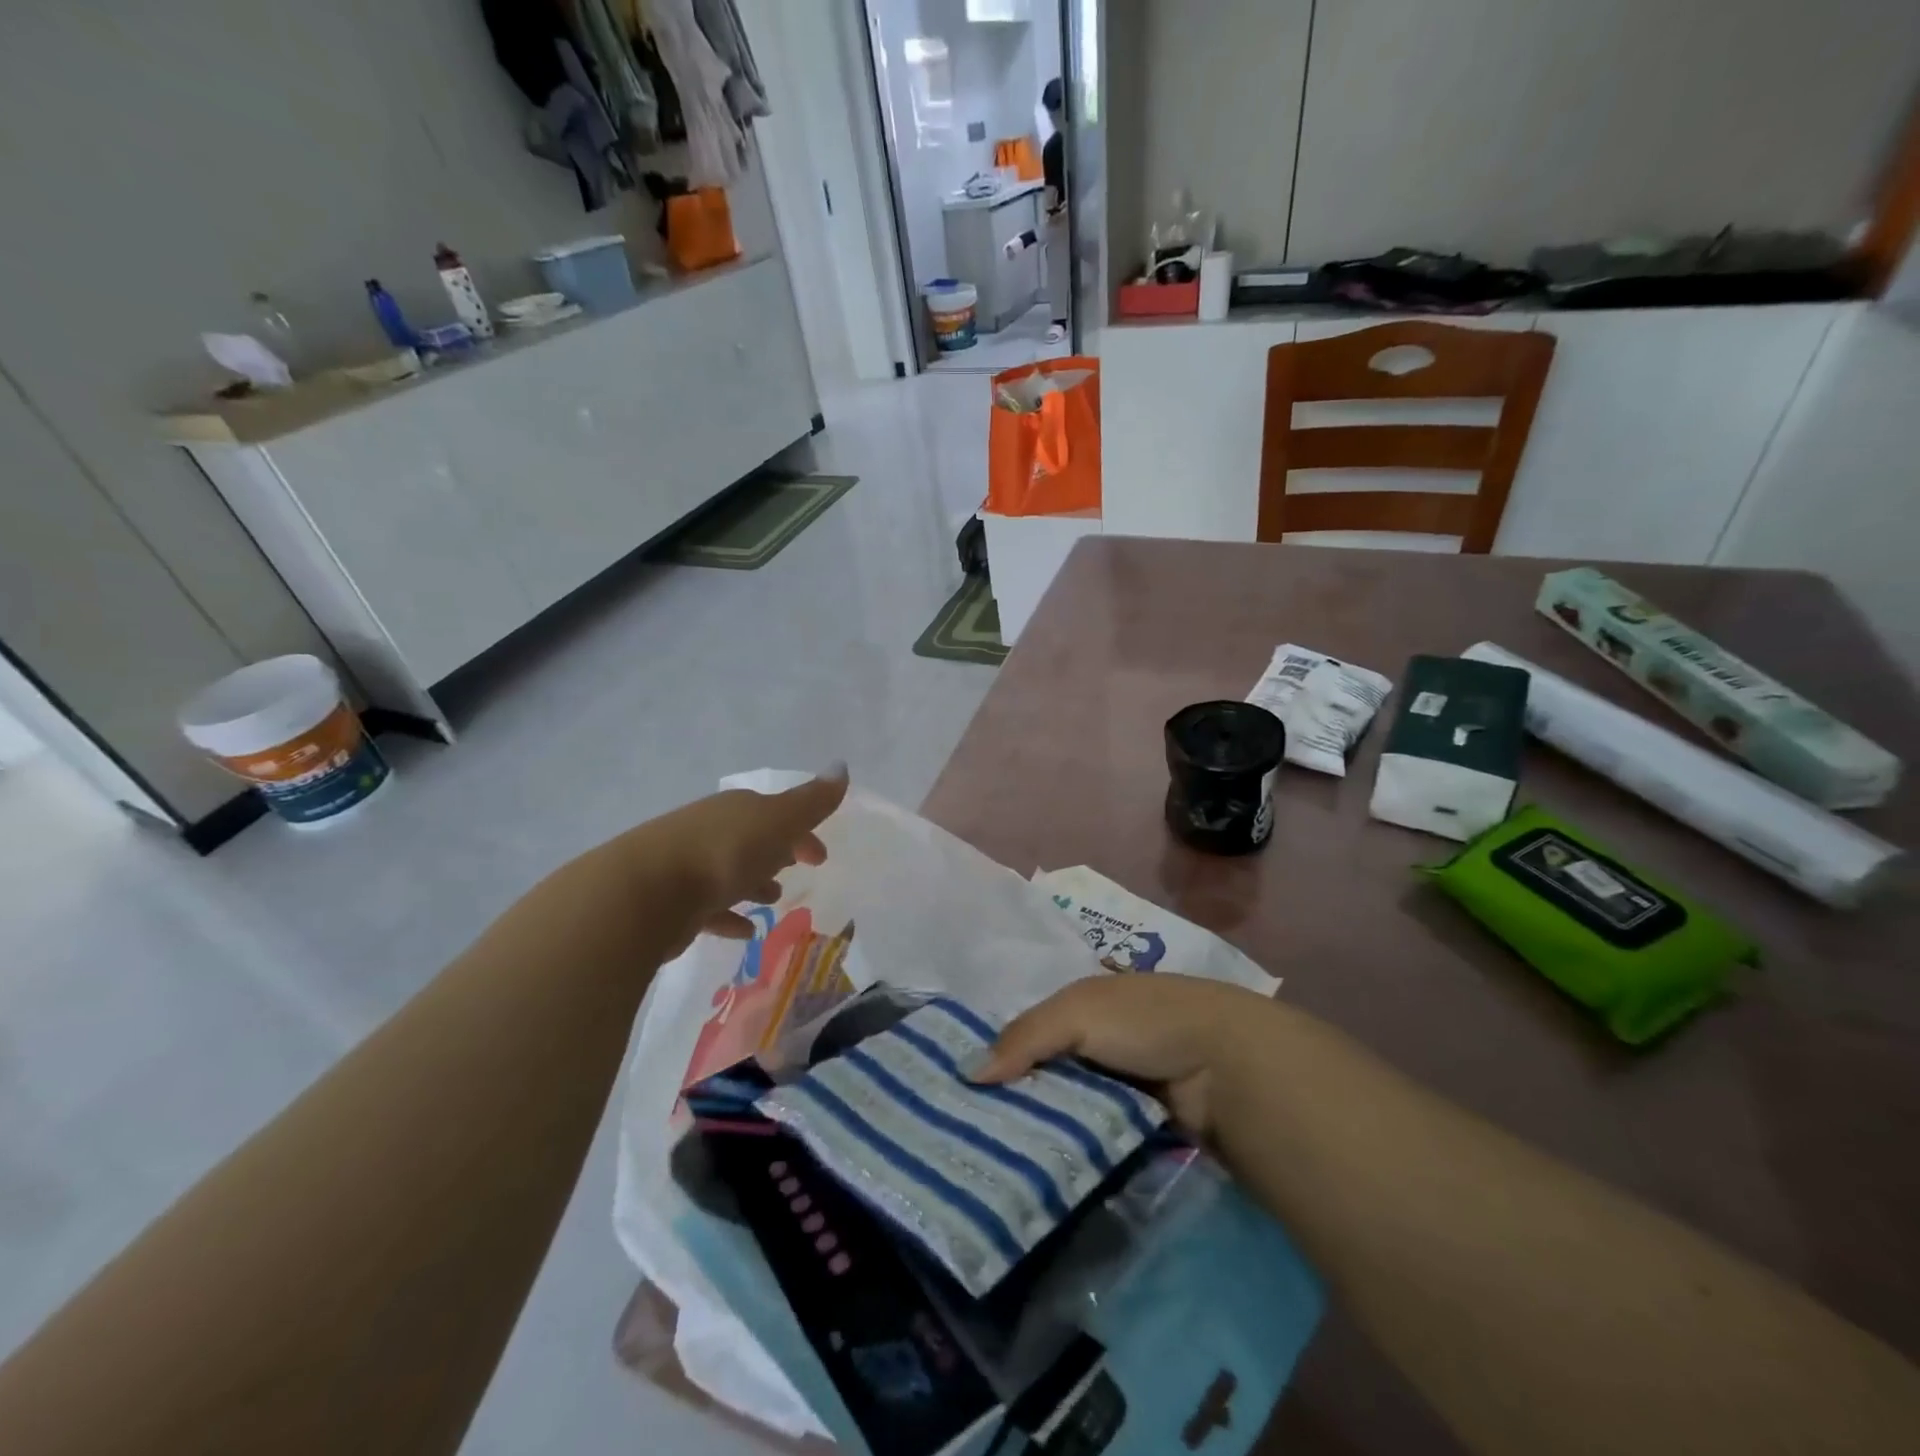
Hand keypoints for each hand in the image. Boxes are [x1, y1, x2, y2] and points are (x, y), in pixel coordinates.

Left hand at [672, 770, 849, 938]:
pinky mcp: (673, 903)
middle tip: (798, 870)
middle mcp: (711, 830)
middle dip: (776, 852)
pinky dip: (728, 916)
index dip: (802, 832)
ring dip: (753, 882)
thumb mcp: (777, 822)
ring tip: (773, 902)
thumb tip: (842, 766)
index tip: (820, 857)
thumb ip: (812, 802)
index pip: (777, 813)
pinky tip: (744, 932)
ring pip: (730, 871)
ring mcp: (688, 865)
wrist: (643, 894)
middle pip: (751, 838)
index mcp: (738, 809)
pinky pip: (709, 908)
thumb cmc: (722, 853)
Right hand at [973, 974, 1275, 1137]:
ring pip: (1070, 1105)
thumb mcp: (1076, 1012)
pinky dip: (1075, 1145)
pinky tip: (1043, 1166)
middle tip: (972, 1132)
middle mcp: (1104, 1038)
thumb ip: (1023, 1037)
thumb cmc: (1146, 1022)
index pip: (1034, 1027)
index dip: (1002, 1050)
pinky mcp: (1142, 1122)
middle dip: (1019, 1093)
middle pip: (1050, 1068)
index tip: (964, 1086)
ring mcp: (1125, 1082)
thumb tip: (967, 1074)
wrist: (1228, 1065)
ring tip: (997, 1158)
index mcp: (1089, 1001)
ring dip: (1046, 1125)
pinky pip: (1096, 1134)